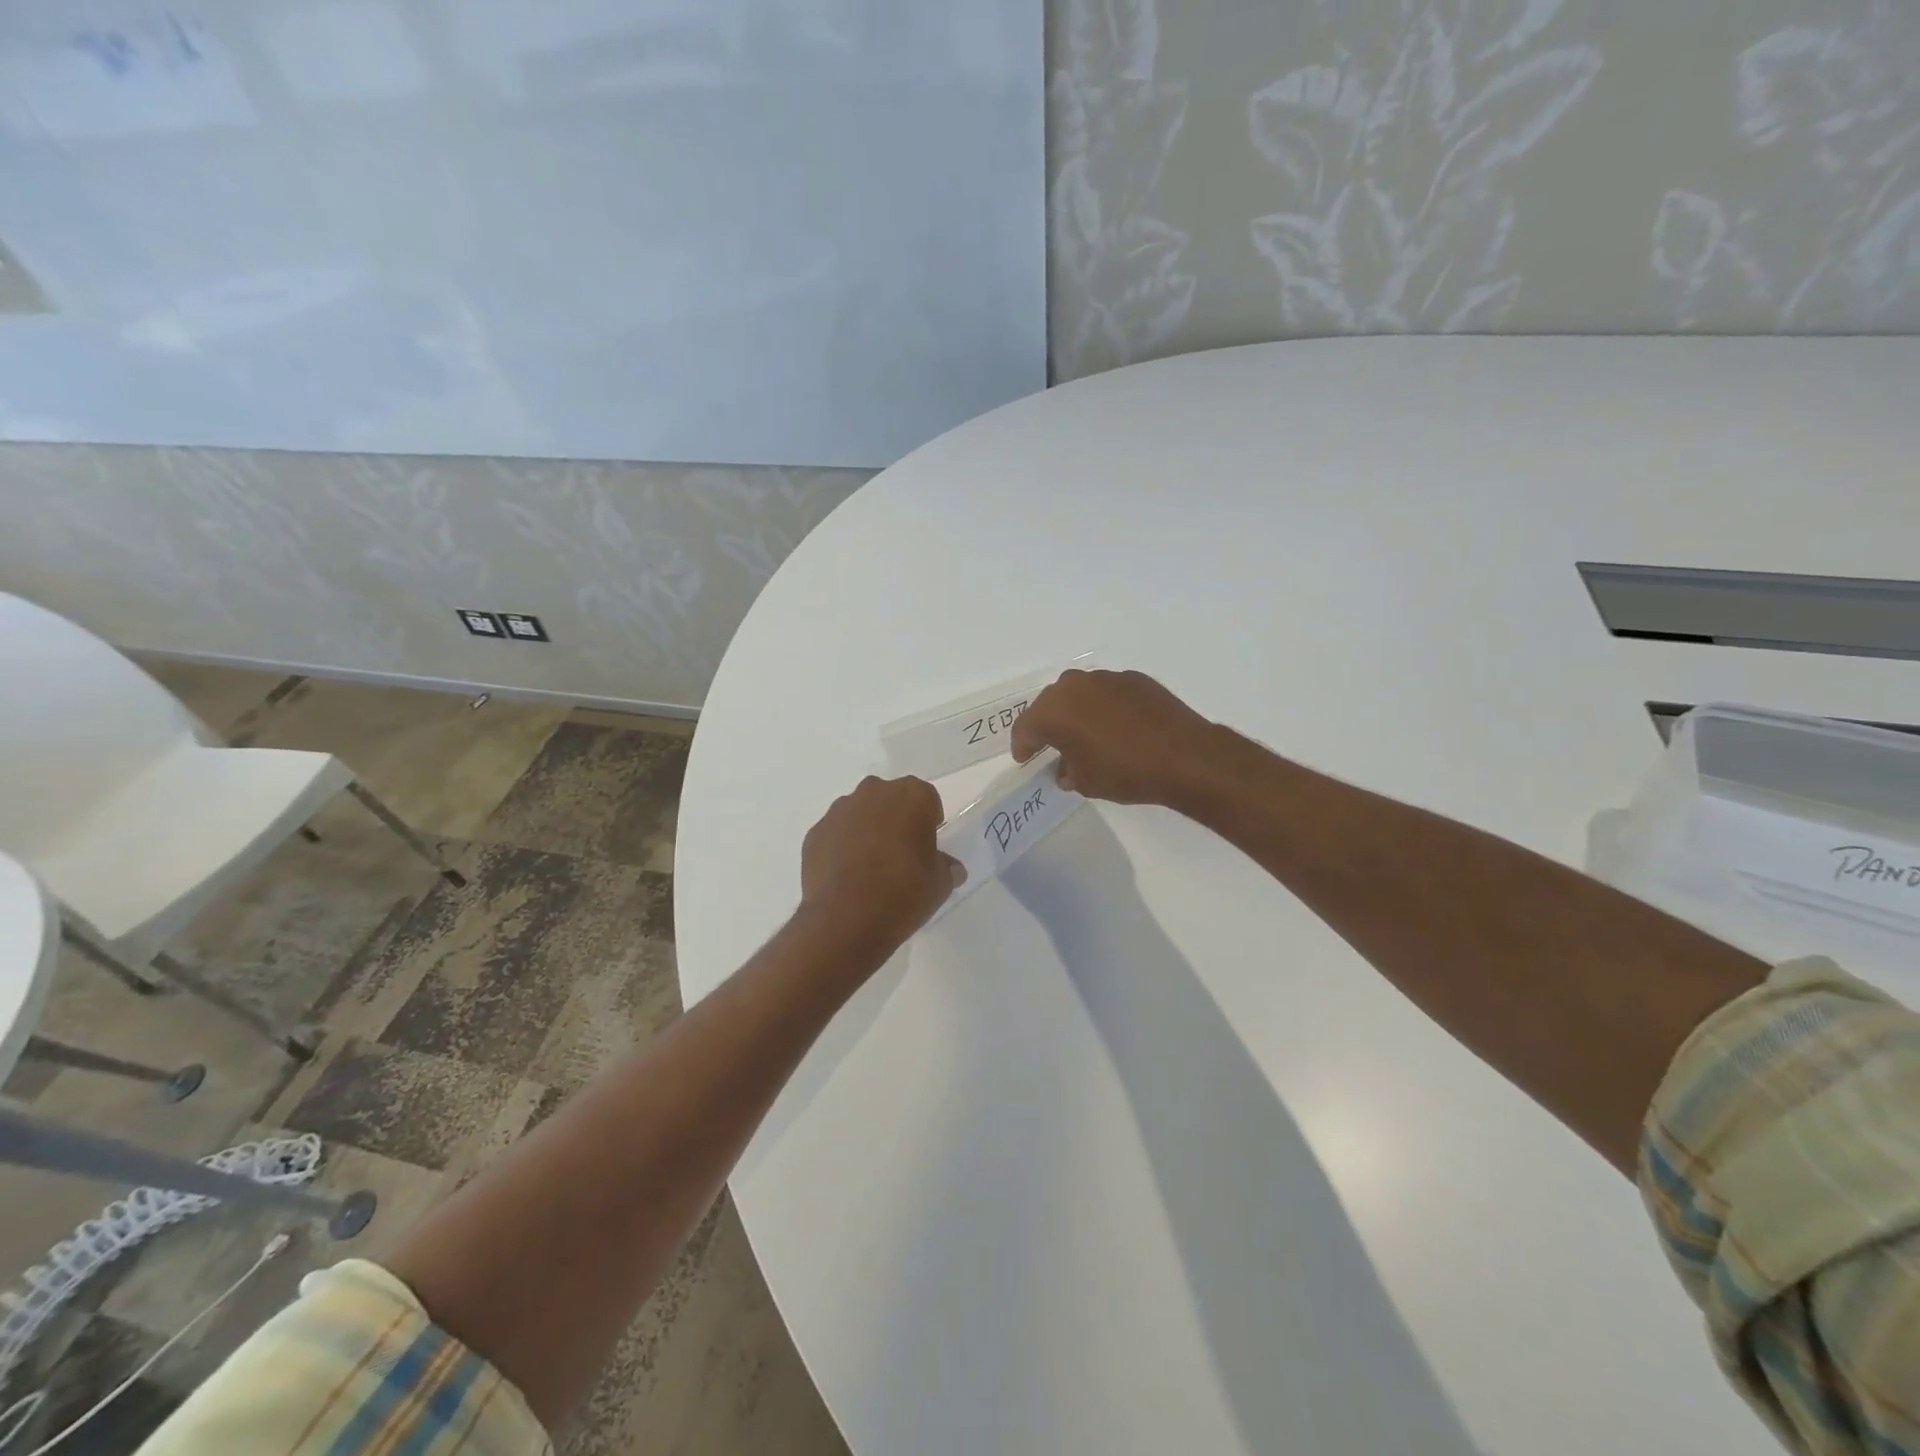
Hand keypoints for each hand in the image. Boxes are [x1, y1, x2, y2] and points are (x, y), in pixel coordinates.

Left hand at [798, 775, 964, 955]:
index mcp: (911, 796)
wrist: (845, 920)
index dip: (929, 821)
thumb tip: (949, 867)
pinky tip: (847, 876)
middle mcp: (873, 792)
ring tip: (870, 867)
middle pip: (890, 799)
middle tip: (901, 853)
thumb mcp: (939, 884)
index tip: (927, 845)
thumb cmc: (903, 893)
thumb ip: (946, 867)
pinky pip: (836, 834)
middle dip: (896, 819)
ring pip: (860, 813)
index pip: (927, 798)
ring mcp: (839, 811)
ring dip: (867, 830)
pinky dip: (842, 846)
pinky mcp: (815, 833)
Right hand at [1010, 669, 1225, 809]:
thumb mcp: (1086, 782)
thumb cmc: (1125, 772)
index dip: (1022, 745)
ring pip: (1079, 694)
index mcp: (1055, 710)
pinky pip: (1107, 692)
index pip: (1026, 727)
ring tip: (1084, 734)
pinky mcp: (1134, 679)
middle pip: (1050, 704)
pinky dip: (1104, 707)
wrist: (1185, 756)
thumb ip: (1067, 771)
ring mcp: (1106, 678)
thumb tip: (1065, 767)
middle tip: (1049, 745)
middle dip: (1047, 724)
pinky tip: (1116, 726)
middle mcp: (1075, 686)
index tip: (1024, 758)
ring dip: (1076, 712)